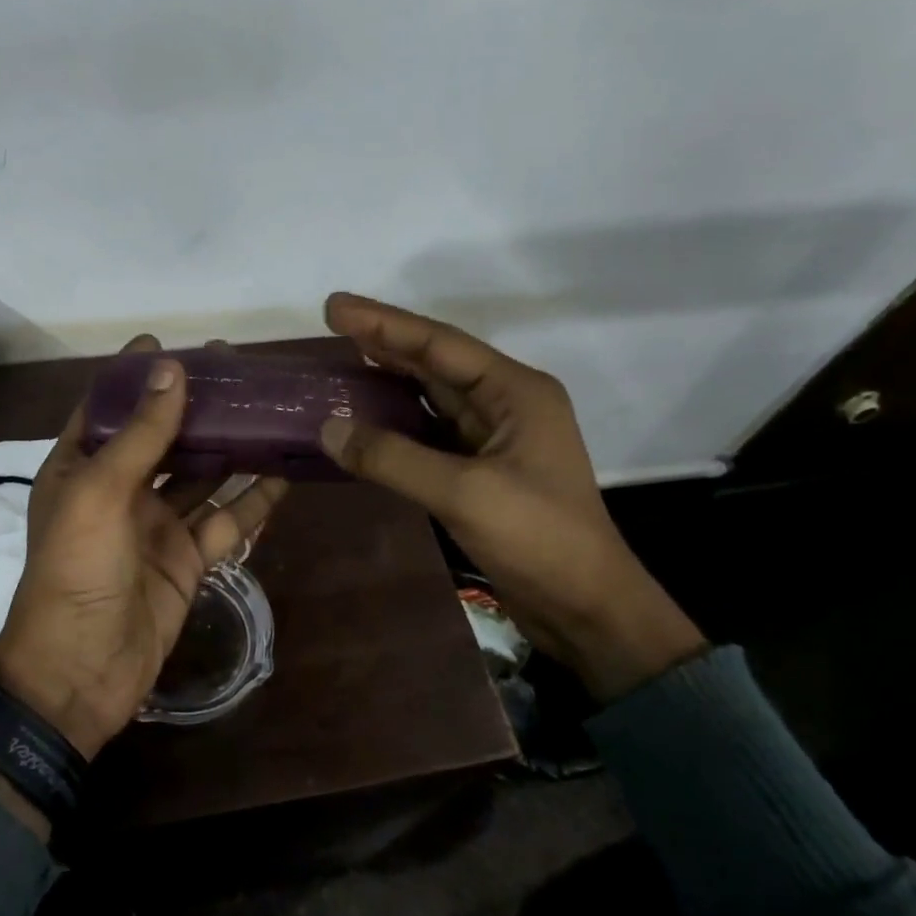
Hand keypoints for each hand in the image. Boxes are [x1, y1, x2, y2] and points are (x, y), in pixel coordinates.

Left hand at [0, 336, 287, 759]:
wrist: (80, 671)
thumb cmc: (76, 570)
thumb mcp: (99, 493)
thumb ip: (140, 434)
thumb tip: (171, 369)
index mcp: (80, 467)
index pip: (108, 408)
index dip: (135, 377)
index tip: (168, 343)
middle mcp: (118, 490)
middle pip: (161, 436)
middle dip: (193, 405)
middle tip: (234, 371)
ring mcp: (156, 525)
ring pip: (199, 475)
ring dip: (229, 447)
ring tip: (267, 412)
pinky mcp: (187, 559)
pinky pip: (224, 522)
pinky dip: (251, 502)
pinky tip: (282, 477)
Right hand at [317, 293, 706, 701]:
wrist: (587, 608)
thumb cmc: (538, 539)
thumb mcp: (463, 493)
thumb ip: (392, 458)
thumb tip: (328, 429)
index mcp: (516, 391)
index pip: (439, 344)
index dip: (383, 323)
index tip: (334, 307)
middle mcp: (506, 403)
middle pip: (435, 362)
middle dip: (383, 342)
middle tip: (331, 324)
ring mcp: (495, 438)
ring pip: (431, 396)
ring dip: (388, 379)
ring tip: (341, 361)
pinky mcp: (481, 470)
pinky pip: (429, 433)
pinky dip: (395, 423)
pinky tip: (364, 419)